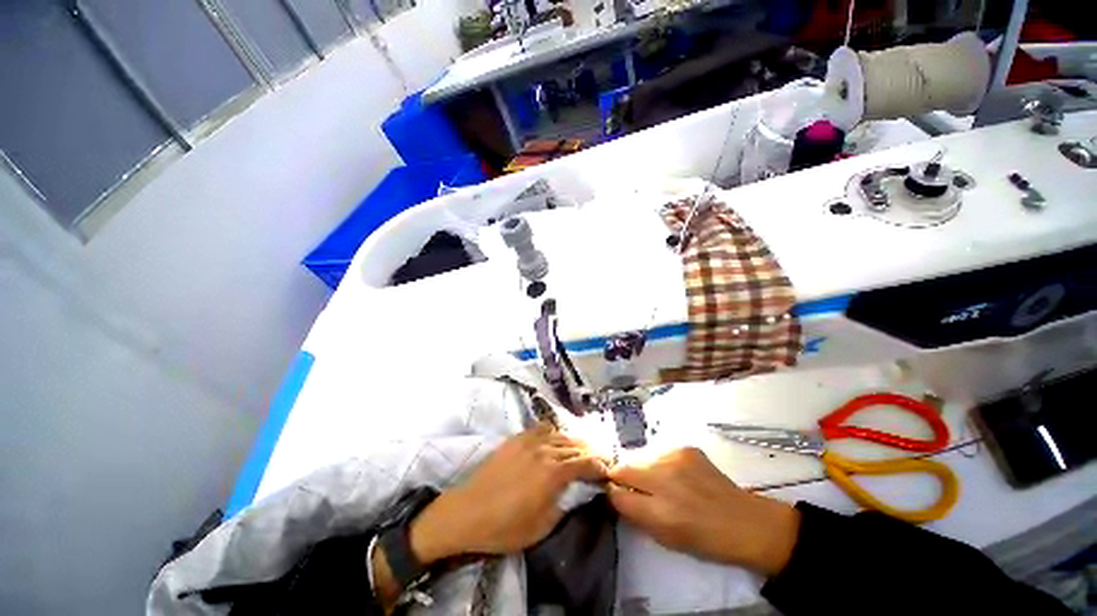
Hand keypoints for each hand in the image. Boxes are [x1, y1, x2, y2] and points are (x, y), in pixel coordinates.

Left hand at [410, 422, 609, 561]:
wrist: (467, 512)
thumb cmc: (504, 527)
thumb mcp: (542, 527)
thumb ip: (564, 505)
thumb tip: (578, 491)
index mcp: (553, 473)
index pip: (585, 463)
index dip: (600, 465)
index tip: (607, 471)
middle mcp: (544, 451)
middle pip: (575, 446)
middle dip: (590, 452)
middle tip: (599, 458)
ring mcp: (529, 441)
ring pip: (559, 435)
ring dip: (574, 441)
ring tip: (580, 448)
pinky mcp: (516, 439)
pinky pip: (540, 428)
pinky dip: (553, 431)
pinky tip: (555, 437)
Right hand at [607, 447, 800, 575]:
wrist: (745, 522)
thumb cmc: (704, 539)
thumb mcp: (665, 539)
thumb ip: (636, 514)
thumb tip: (615, 494)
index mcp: (659, 512)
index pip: (617, 493)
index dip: (613, 492)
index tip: (615, 493)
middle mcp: (664, 480)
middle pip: (624, 468)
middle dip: (621, 476)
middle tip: (632, 486)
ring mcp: (675, 459)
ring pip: (642, 459)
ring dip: (644, 470)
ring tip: (661, 482)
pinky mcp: (685, 448)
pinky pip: (660, 454)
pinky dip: (662, 464)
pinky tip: (678, 475)